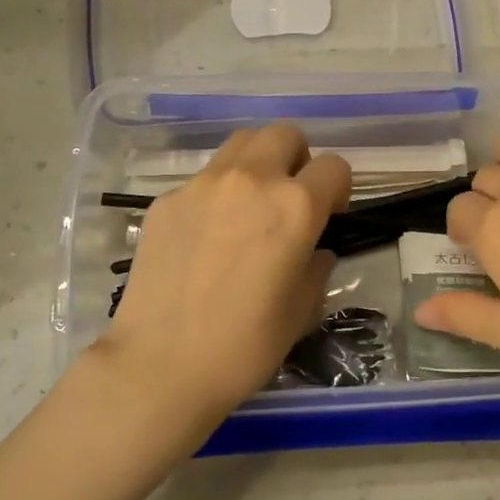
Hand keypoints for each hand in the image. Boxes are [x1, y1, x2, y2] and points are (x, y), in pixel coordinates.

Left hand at [92, 126, 351, 426]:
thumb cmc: (244, 345)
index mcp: (294, 206)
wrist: (161, 364)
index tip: (329, 217)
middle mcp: (251, 180)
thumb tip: (313, 249)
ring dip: (258, 163)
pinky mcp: (167, 199)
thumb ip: (316, 266)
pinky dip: (218, 193)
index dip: (339, 190)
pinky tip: (207, 237)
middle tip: (290, 199)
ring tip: (250, 206)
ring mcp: (203, 184)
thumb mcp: (302, 310)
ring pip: (242, 144)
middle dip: (298, 159)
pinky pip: (204, 179)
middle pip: (285, 135)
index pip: (335, 166)